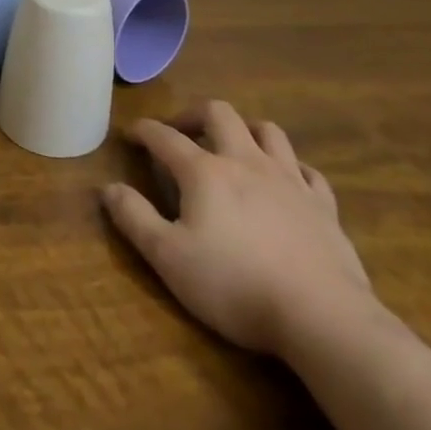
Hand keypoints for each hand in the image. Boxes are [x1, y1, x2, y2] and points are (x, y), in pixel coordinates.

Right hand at [101, 101, 373, 357]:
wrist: (321, 316)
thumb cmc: (235, 285)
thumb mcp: (168, 257)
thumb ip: (134, 218)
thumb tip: (108, 187)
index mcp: (204, 172)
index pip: (165, 137)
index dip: (143, 131)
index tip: (130, 134)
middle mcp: (245, 161)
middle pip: (219, 113)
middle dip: (194, 114)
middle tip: (180, 132)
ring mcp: (289, 180)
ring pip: (267, 131)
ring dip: (244, 130)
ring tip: (232, 146)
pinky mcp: (323, 205)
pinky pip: (307, 170)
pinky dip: (290, 167)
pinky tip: (284, 181)